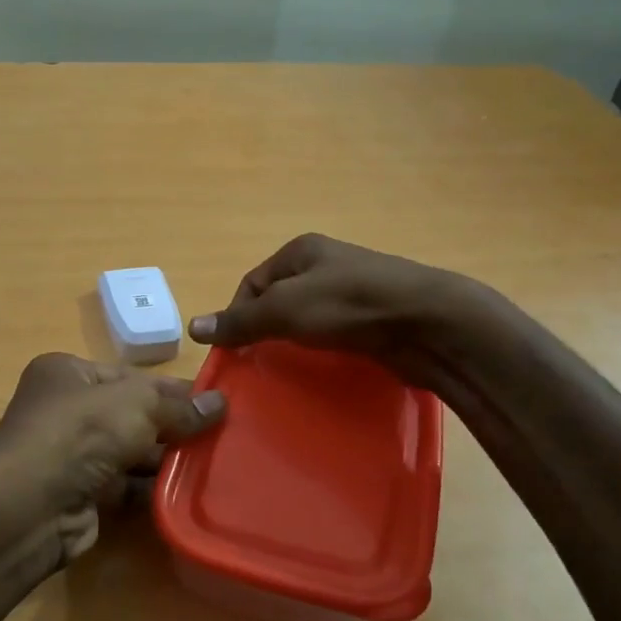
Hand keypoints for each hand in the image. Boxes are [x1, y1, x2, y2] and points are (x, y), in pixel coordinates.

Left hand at [0, 353, 224, 568]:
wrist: (29, 507)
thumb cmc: (80, 434)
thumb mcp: (136, 405)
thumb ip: (178, 406)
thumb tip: (221, 402)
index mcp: (69, 373)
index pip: (131, 377)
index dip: (174, 388)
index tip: (218, 400)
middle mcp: (67, 411)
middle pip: (132, 415)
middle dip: (175, 426)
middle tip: (225, 434)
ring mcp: (72, 456)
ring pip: (131, 453)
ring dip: (168, 459)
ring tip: (217, 462)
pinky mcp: (81, 495)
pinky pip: (126, 487)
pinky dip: (153, 489)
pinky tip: (189, 490)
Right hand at [189, 233, 458, 375]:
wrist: (428, 323)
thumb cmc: (349, 306)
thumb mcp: (285, 309)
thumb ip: (240, 320)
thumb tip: (193, 327)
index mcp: (301, 251)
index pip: (252, 283)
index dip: (237, 315)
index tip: (235, 350)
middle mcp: (325, 265)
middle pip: (278, 301)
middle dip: (265, 330)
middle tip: (258, 363)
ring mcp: (351, 292)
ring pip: (306, 319)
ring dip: (293, 343)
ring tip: (286, 369)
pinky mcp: (372, 319)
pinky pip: (333, 334)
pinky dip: (321, 350)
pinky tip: (321, 367)